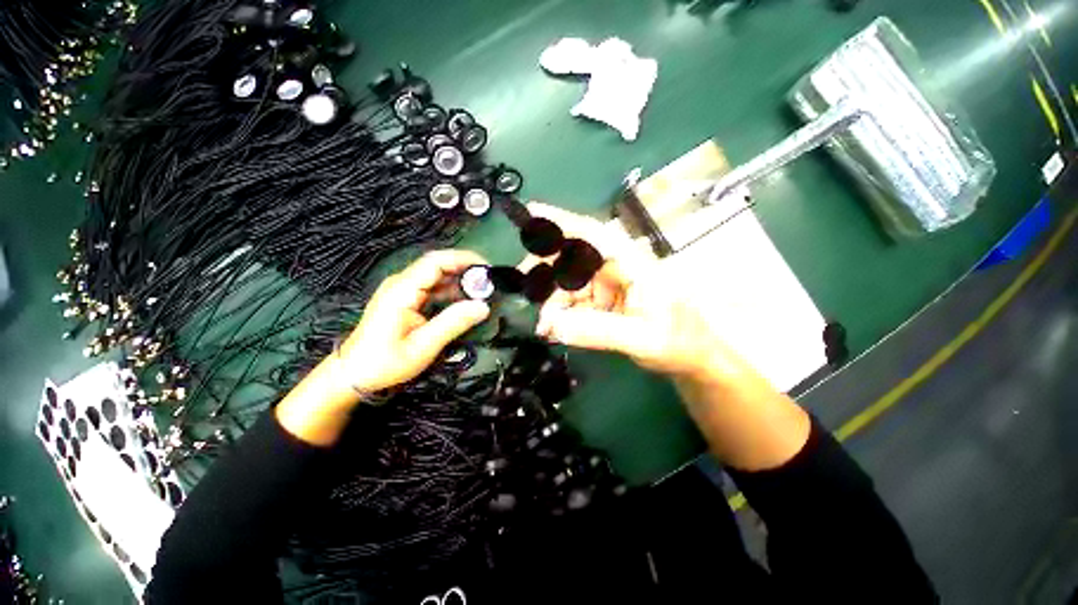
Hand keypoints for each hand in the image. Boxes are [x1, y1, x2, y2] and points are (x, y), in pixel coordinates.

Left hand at [338, 250, 491, 393]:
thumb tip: (484, 307)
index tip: (487, 269)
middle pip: (437, 266)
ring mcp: (402, 290)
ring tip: (481, 294)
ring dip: (459, 282)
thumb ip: (453, 323)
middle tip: (489, 284)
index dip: (463, 260)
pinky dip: (450, 292)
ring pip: (436, 277)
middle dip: (465, 271)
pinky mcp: (404, 299)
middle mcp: (401, 283)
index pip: (435, 262)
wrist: (352, 374)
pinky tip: (463, 303)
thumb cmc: (385, 362)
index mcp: (402, 290)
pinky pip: (431, 288)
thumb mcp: (423, 346)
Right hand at [525, 203, 735, 379]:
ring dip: (551, 303)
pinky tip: (554, 329)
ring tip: (546, 328)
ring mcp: (606, 282)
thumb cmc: (679, 340)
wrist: (693, 354)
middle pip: (571, 257)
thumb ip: (600, 332)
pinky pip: (572, 300)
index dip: (560, 222)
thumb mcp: (644, 339)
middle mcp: (615, 266)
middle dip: (545, 276)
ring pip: (566, 282)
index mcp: (632, 263)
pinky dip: (560, 313)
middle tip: (528, 297)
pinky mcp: (601, 298)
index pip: (592, 234)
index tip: (530, 214)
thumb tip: (555, 326)